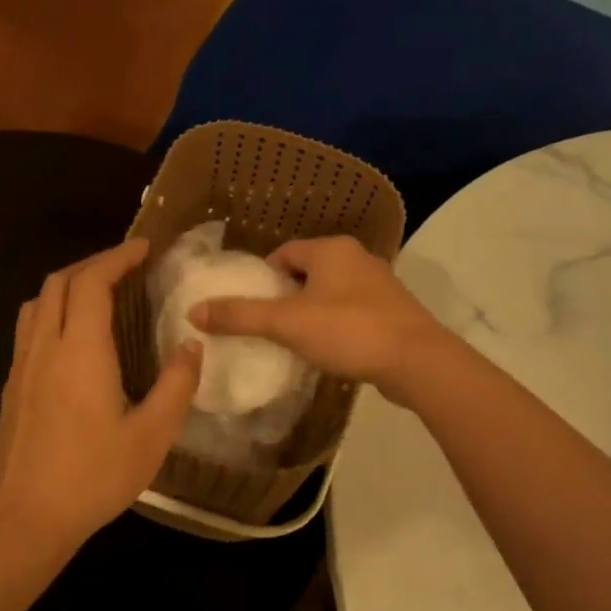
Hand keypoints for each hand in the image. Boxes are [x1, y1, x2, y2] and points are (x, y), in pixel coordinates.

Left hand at [0, 240, 201, 554]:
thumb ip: (176, 385)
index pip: (92, 282)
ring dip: (68, 286)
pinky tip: (74, 341)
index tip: (144, 247)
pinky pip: (29, 330)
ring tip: (100, 295)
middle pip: (59, 283)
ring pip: (36, 303)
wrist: (29, 518)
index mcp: (80, 352)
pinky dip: (53, 313)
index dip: (117, 257)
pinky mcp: (12, 388)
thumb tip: (191, 345)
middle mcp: (45, 348)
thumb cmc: (95, 477)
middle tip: (127, 268)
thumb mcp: (153, 435)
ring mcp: (21, 368)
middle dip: (93, 265)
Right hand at [189, 236, 453, 406]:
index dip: (262, 277)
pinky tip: (328, 351)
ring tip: (293, 341)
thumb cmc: (348, 331)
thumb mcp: (286, 323)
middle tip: (267, 327)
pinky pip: (351, 312)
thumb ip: (240, 316)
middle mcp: (357, 258)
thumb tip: (194, 311)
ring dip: (311, 312)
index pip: (284, 253)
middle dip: (285, 296)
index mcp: (331, 249)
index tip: (250, 306)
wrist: (416, 361)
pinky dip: (335, 326)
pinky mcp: (393, 312)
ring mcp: (379, 285)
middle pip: (307, 272)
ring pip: (331, 293)